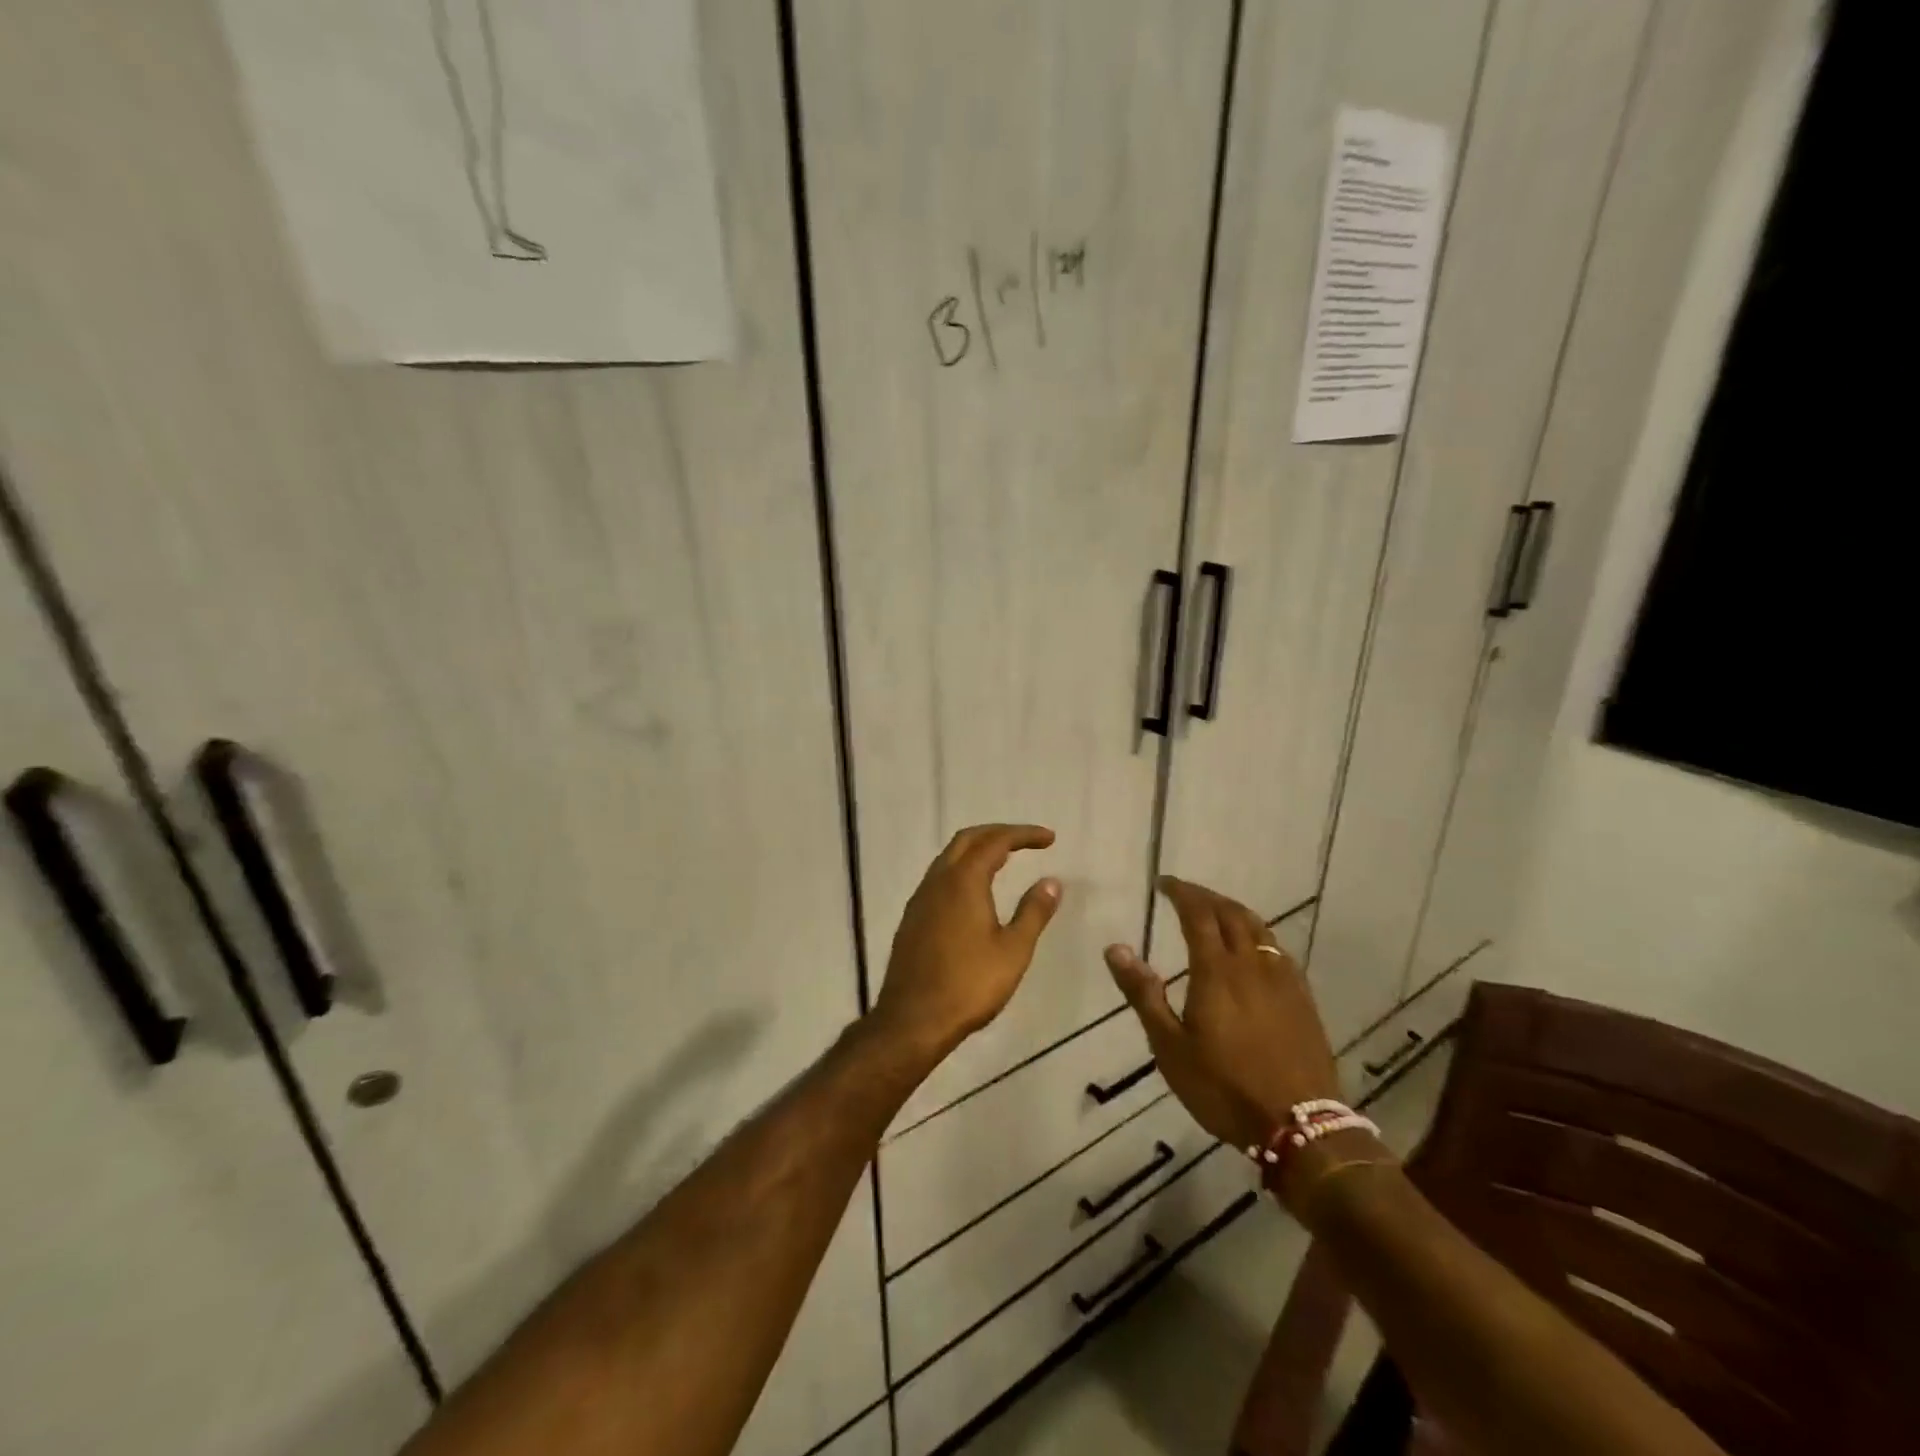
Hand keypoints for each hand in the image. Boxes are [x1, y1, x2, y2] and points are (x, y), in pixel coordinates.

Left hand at [870, 824, 1061, 1061]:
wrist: (913, 1020)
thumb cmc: (969, 985)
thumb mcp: (1013, 950)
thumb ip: (1033, 912)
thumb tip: (1051, 882)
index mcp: (963, 881)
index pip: (996, 841)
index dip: (1024, 835)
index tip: (1049, 839)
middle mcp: (938, 881)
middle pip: (967, 840)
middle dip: (998, 833)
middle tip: (1026, 841)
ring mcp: (920, 899)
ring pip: (949, 858)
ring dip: (977, 850)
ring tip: (1004, 860)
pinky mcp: (912, 918)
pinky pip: (939, 878)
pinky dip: (962, 870)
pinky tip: (974, 892)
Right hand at [1105, 877, 1338, 1153]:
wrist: (1300, 1125)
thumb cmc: (1224, 1086)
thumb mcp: (1170, 1046)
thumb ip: (1143, 994)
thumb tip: (1115, 948)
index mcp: (1216, 970)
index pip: (1198, 914)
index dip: (1181, 892)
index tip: (1164, 882)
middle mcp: (1251, 964)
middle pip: (1231, 913)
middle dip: (1206, 897)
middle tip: (1186, 893)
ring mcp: (1282, 979)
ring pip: (1259, 927)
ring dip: (1234, 910)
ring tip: (1217, 910)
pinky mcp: (1303, 998)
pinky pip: (1278, 949)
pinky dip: (1259, 934)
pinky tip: (1254, 948)